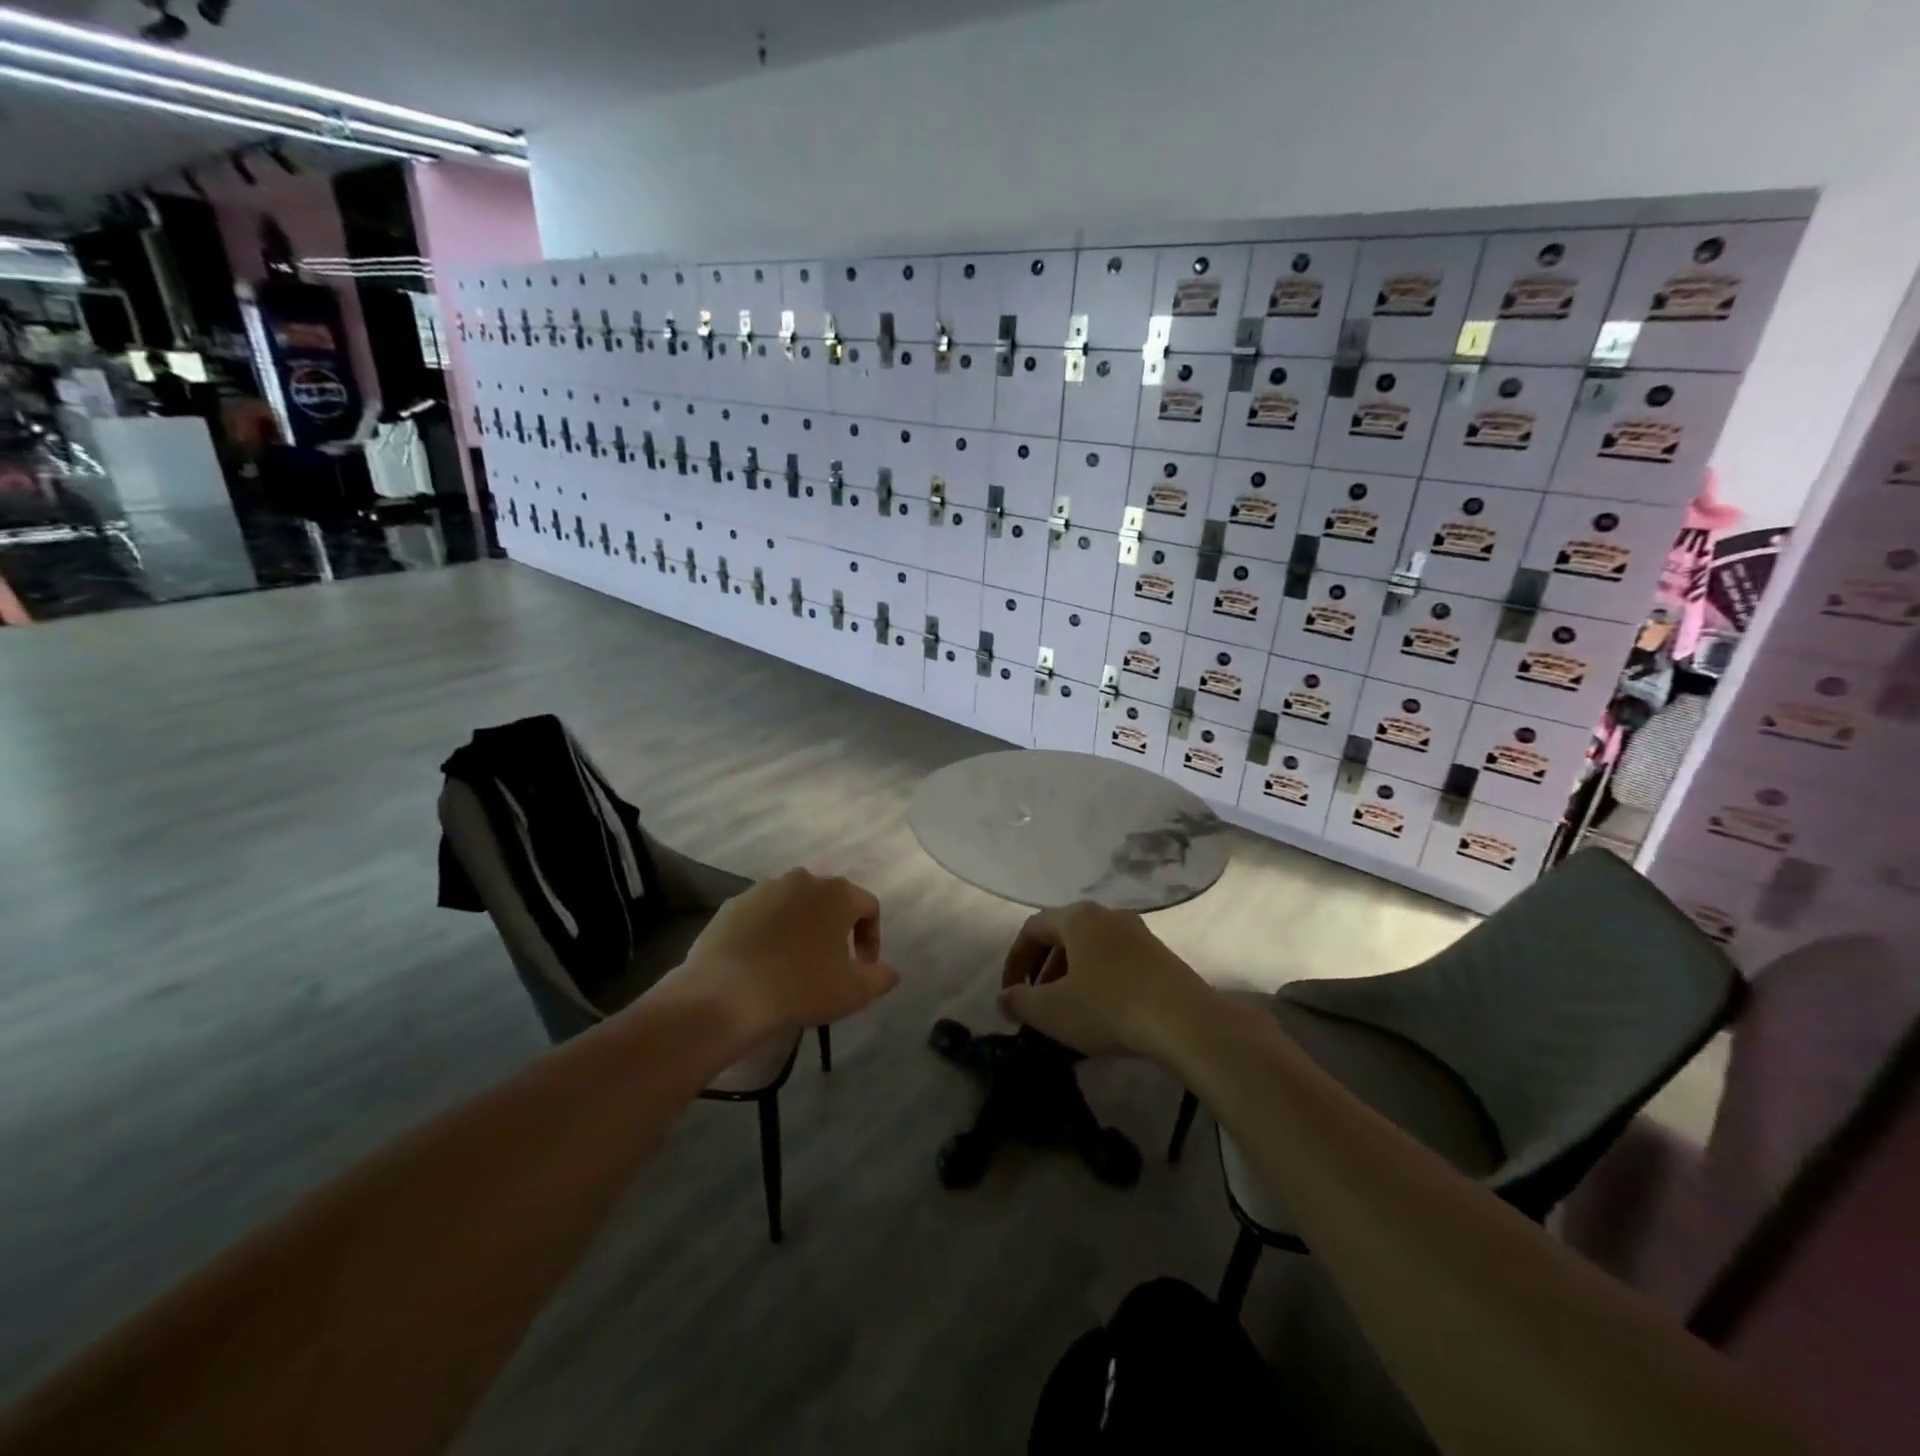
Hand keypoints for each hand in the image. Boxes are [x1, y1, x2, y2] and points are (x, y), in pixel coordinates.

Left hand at [674, 868, 899, 1034]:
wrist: (725, 994)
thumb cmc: (800, 987)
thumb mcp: (853, 991)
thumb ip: (881, 977)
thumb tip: (891, 971)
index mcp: (837, 893)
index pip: (868, 907)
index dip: (872, 937)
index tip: (864, 966)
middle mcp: (802, 879)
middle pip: (830, 901)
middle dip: (836, 928)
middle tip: (831, 963)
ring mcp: (763, 889)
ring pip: (794, 905)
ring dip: (801, 928)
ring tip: (794, 963)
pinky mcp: (732, 905)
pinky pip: (761, 915)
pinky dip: (768, 932)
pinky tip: (762, 963)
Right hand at [996, 903, 1217, 1064]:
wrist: (1185, 1022)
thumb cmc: (1108, 1007)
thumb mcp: (1052, 1010)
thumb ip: (1020, 1001)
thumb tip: (1004, 997)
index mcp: (1078, 918)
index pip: (1032, 928)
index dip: (1014, 960)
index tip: (1009, 992)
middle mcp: (1107, 915)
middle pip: (1063, 935)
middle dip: (1043, 969)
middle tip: (1036, 1002)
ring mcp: (1138, 933)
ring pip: (1091, 949)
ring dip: (1071, 976)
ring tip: (1067, 1011)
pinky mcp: (1160, 956)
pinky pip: (1116, 961)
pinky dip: (1098, 980)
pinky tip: (1102, 1013)